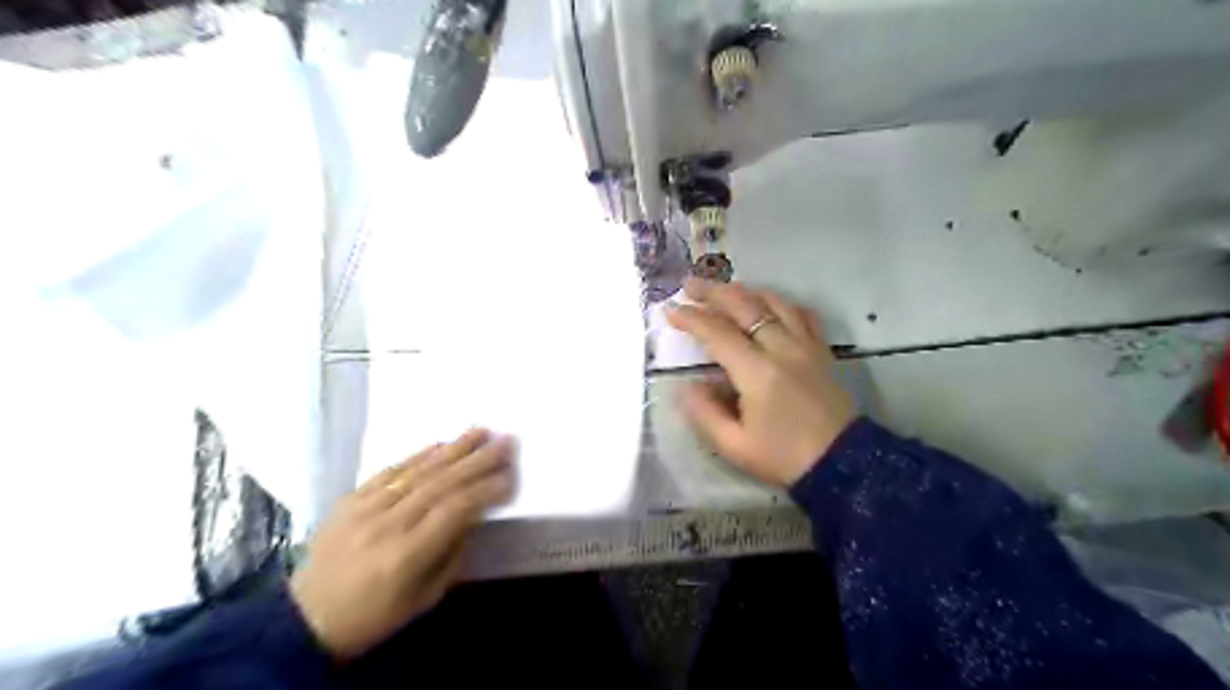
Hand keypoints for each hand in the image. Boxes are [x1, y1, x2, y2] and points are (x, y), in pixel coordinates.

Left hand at [292, 429, 511, 659]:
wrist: (306, 619)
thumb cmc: (373, 616)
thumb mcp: (423, 599)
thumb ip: (452, 555)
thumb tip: (473, 516)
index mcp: (405, 555)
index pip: (454, 510)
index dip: (485, 489)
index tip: (510, 475)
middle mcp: (386, 524)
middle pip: (440, 483)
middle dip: (478, 460)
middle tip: (506, 441)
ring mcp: (364, 508)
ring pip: (417, 471)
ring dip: (453, 449)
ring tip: (481, 431)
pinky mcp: (349, 499)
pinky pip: (389, 471)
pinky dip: (418, 456)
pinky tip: (440, 444)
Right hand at [663, 279, 858, 485]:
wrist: (842, 464)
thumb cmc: (783, 458)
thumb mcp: (734, 446)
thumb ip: (704, 413)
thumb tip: (688, 385)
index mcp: (757, 373)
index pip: (717, 333)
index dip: (691, 318)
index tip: (670, 310)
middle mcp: (782, 349)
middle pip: (745, 306)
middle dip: (713, 292)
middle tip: (690, 286)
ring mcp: (806, 345)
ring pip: (774, 302)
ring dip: (745, 291)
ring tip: (724, 289)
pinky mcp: (822, 350)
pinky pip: (802, 313)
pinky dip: (781, 302)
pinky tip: (769, 304)